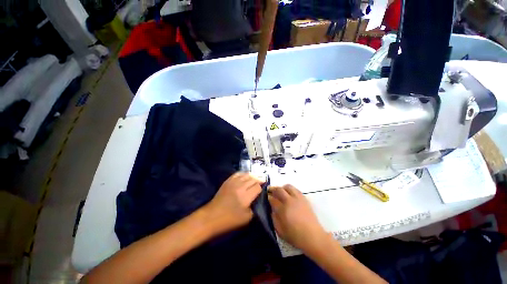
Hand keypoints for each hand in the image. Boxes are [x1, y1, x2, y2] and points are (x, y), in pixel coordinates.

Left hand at [204, 172, 262, 234]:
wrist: (212, 217)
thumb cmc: (230, 220)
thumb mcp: (247, 218)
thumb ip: (255, 207)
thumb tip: (258, 198)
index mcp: (245, 197)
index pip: (257, 187)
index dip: (262, 188)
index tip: (264, 189)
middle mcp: (240, 186)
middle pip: (253, 179)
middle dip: (259, 180)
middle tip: (262, 183)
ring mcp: (233, 182)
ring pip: (246, 175)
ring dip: (252, 176)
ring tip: (255, 179)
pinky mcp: (228, 181)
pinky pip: (238, 173)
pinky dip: (244, 174)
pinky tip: (246, 176)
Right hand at [269, 185, 327, 251]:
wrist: (313, 237)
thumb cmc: (295, 236)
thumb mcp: (280, 231)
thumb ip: (274, 218)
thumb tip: (272, 209)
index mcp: (282, 210)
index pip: (272, 199)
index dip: (268, 197)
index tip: (267, 197)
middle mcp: (289, 201)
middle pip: (279, 190)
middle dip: (273, 189)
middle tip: (271, 192)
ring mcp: (298, 198)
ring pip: (288, 187)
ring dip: (282, 188)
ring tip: (280, 192)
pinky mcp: (304, 198)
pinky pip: (296, 189)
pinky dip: (290, 190)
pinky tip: (289, 195)